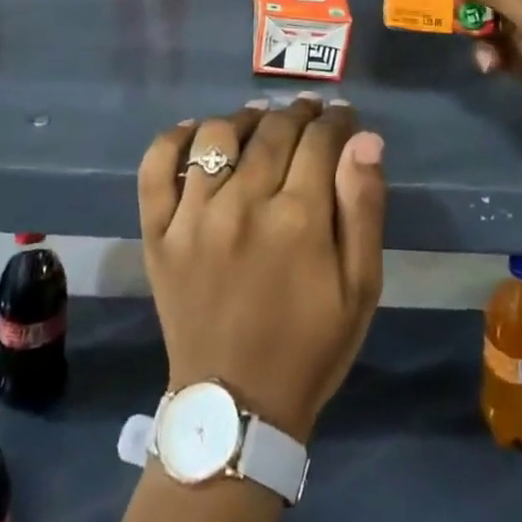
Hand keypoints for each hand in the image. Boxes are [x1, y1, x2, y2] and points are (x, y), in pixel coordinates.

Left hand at [138, 95, 385, 442]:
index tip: (343, 115)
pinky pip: (156, 168)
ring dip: (244, 119)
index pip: (319, 140)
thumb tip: (366, 139)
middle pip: (273, 131)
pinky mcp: (158, 233)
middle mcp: (243, 204)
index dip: (336, 120)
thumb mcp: (360, 288)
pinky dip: (172, 139)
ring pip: (217, 136)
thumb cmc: (309, 346)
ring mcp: (193, 217)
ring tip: (260, 121)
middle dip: (298, 113)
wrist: (235, 409)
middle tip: (309, 112)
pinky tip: (195, 132)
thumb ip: (364, 208)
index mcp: (298, 219)